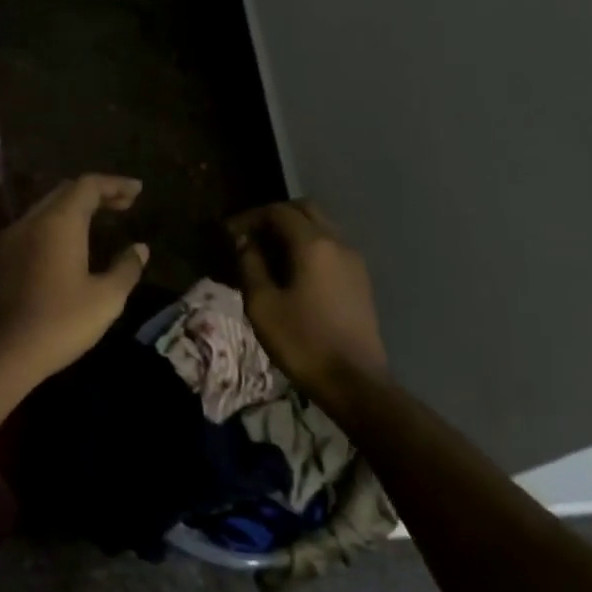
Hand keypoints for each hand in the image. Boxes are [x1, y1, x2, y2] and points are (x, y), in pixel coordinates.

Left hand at [0, 174, 148, 395]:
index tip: (137, 190)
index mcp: (58, 223)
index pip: (88, 186)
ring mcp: (7, 242)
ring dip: (71, 210)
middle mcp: (29, 222)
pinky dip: (53, 229)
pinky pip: (29, 231)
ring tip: (96, 223)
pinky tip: (63, 250)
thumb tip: (140, 249)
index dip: (115, 184)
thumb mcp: (105, 300)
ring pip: (43, 211)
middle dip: (94, 194)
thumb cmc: (58, 323)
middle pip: (63, 193)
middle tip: (122, 204)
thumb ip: (126, 269)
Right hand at [229, 199, 387, 400]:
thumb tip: (244, 241)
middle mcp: (338, 243)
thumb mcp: (262, 305)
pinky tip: (292, 273)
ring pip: (322, 228)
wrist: (353, 380)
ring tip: (268, 256)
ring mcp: (354, 261)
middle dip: (276, 217)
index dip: (251, 217)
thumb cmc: (302, 342)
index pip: (279, 212)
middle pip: (306, 210)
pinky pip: (331, 248)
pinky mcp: (360, 280)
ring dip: (294, 232)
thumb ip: (250, 265)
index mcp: (313, 244)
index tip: (230, 233)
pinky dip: (309, 248)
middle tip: (250, 237)